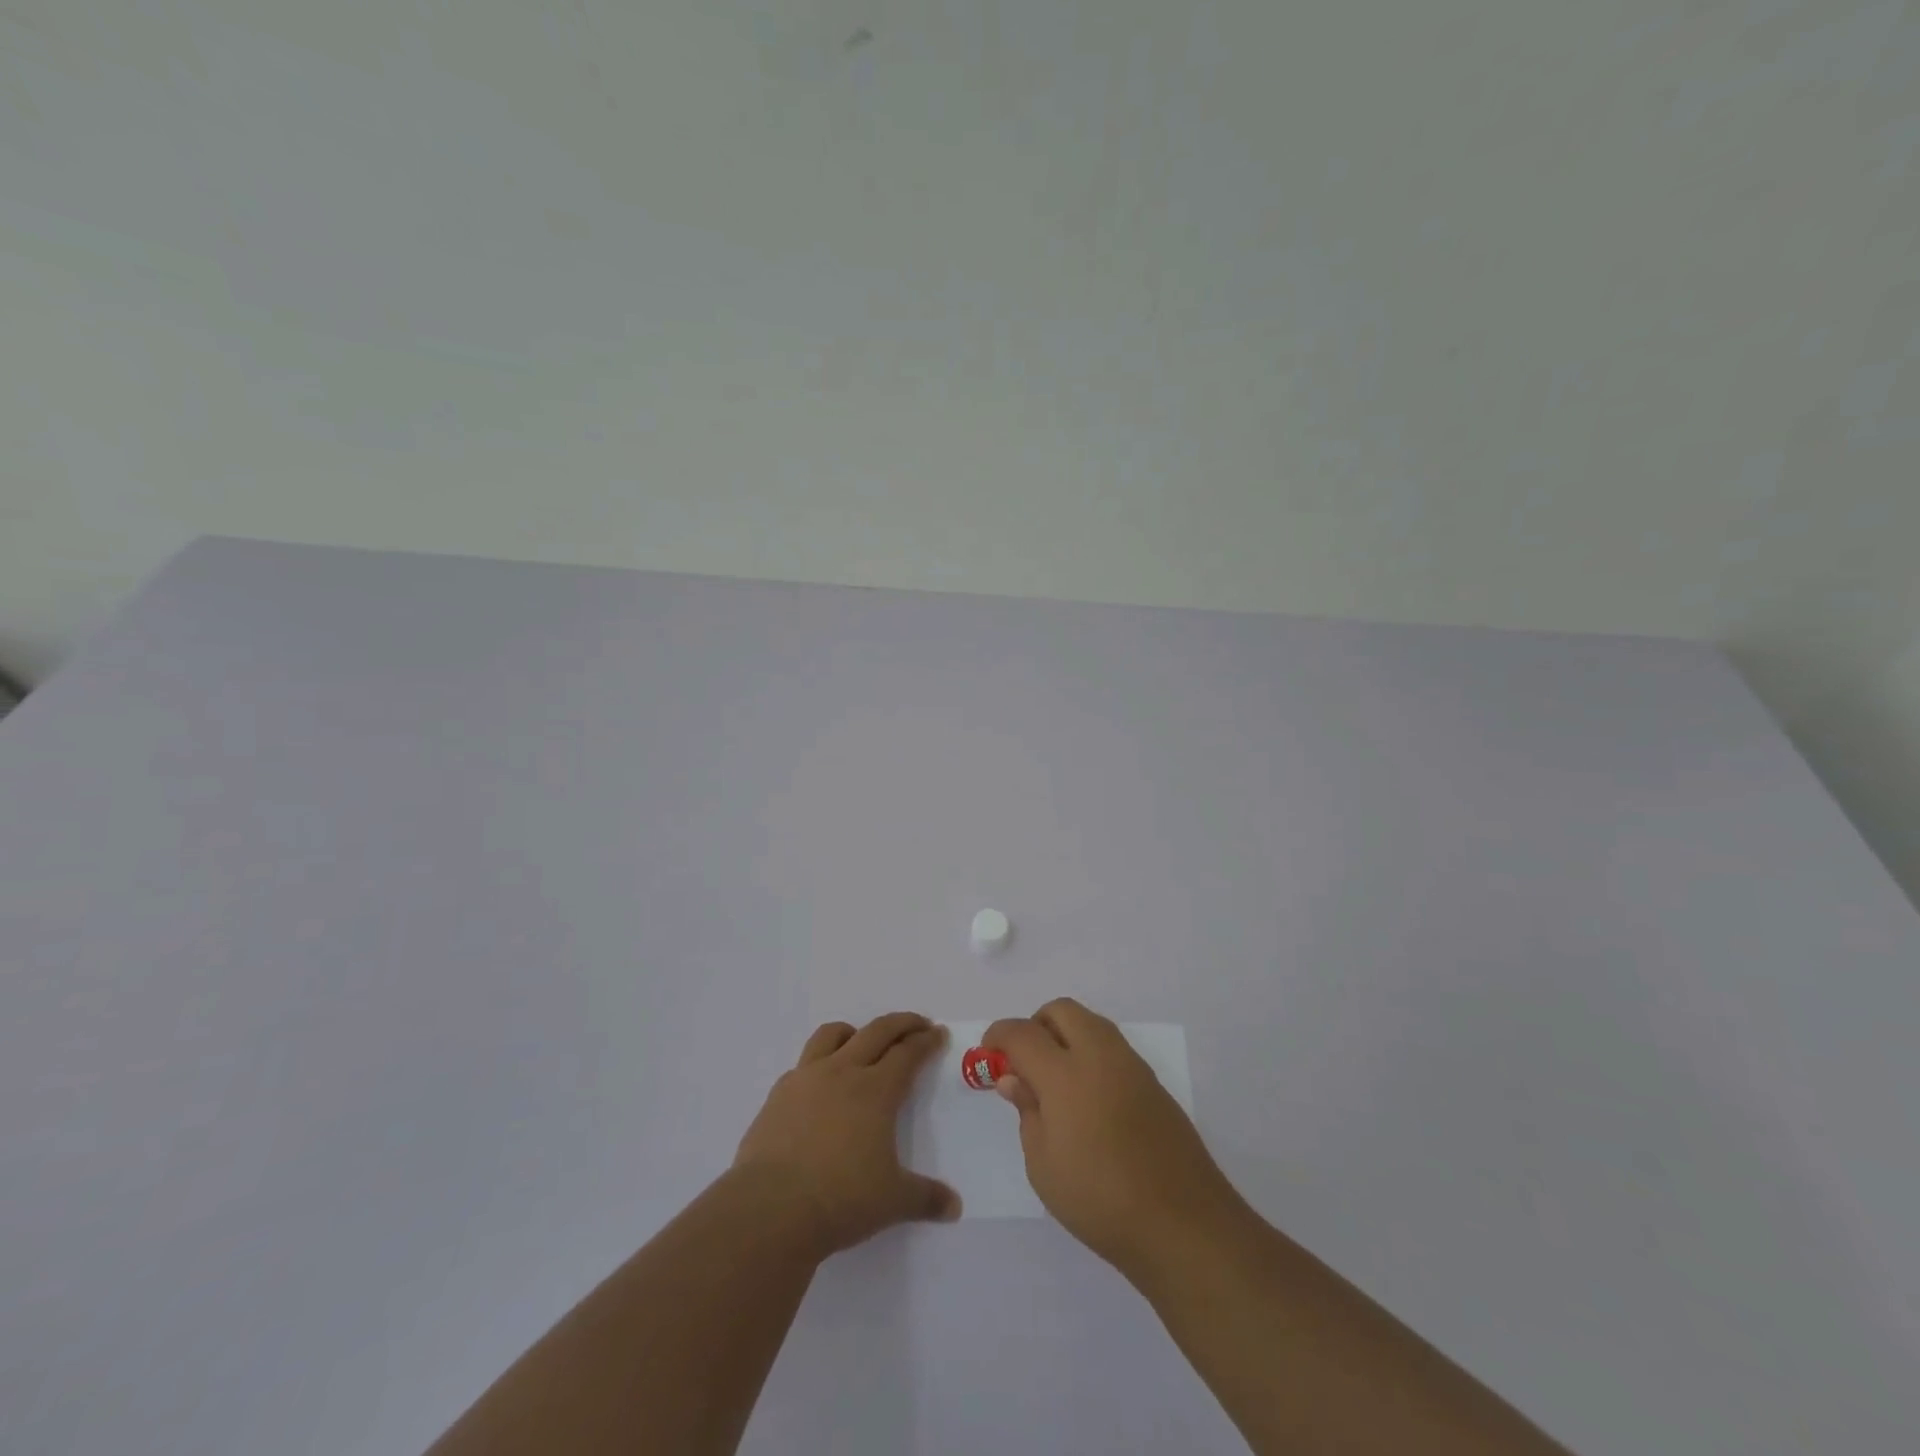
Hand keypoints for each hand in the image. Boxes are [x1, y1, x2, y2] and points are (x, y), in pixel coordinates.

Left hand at [734, 1012, 961, 1257]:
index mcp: (876, 1091)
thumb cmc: (841, 1200)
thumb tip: (955, 1207)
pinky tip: (820, 1086)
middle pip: (877, 1031)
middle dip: (901, 1023)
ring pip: (833, 1034)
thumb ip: (926, 1198)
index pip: (908, 1053)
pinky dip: (819, 1064)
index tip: (938, 1033)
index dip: (926, 1041)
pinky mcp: (778, 1094)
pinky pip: (803, 1064)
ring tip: (863, 1042)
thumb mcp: (893, 1202)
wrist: (770, 1209)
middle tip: (917, 1024)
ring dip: (855, 1032)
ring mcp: (807, 1079)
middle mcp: (843, 1072)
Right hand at [985, 998, 1241, 1275]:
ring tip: (1055, 1082)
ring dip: (1066, 1036)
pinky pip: (1112, 1049)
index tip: (988, 1052)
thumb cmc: (1099, 1200)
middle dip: (1036, 1025)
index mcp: (1065, 1073)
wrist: (1183, 1224)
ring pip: (1091, 1024)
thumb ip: (1027, 1111)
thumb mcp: (1043, 1164)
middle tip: (1024, 1063)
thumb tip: (1014, 1079)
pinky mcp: (1153, 1083)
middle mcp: (1100, 1055)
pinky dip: (1091, 1056)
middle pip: (1061, 1011)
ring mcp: (1131, 1066)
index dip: (999, 1036)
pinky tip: (1088, 1099)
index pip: (1022, 1033)